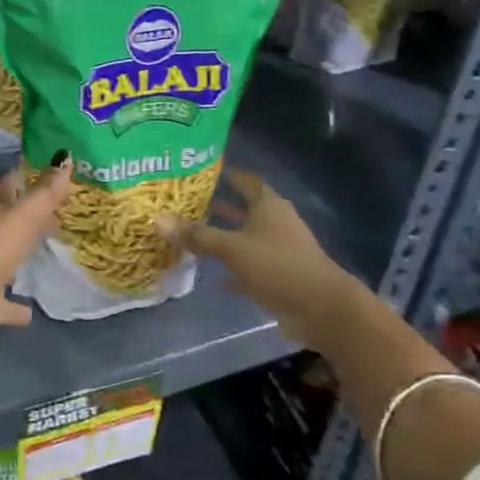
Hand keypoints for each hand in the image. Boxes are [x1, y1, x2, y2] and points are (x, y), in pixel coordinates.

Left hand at [0, 160, 72, 353]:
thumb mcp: (22, 217)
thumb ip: (45, 193)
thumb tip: (65, 156)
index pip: (10, 186)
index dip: (27, 176)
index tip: (51, 169)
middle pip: (12, 222)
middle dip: (32, 216)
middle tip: (61, 213)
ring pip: (8, 260)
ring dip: (23, 257)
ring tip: (51, 253)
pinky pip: (5, 305)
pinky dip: (17, 307)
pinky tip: (31, 312)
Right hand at [156, 169, 351, 332]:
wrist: (324, 310)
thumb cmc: (279, 266)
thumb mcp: (233, 249)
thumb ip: (197, 235)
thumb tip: (156, 219)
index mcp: (268, 206)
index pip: (246, 180)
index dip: (228, 173)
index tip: (204, 170)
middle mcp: (275, 223)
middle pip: (246, 208)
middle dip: (221, 205)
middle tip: (189, 201)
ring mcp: (280, 251)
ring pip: (247, 237)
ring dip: (226, 236)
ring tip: (196, 233)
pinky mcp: (281, 277)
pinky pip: (251, 267)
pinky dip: (235, 269)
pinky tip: (215, 275)